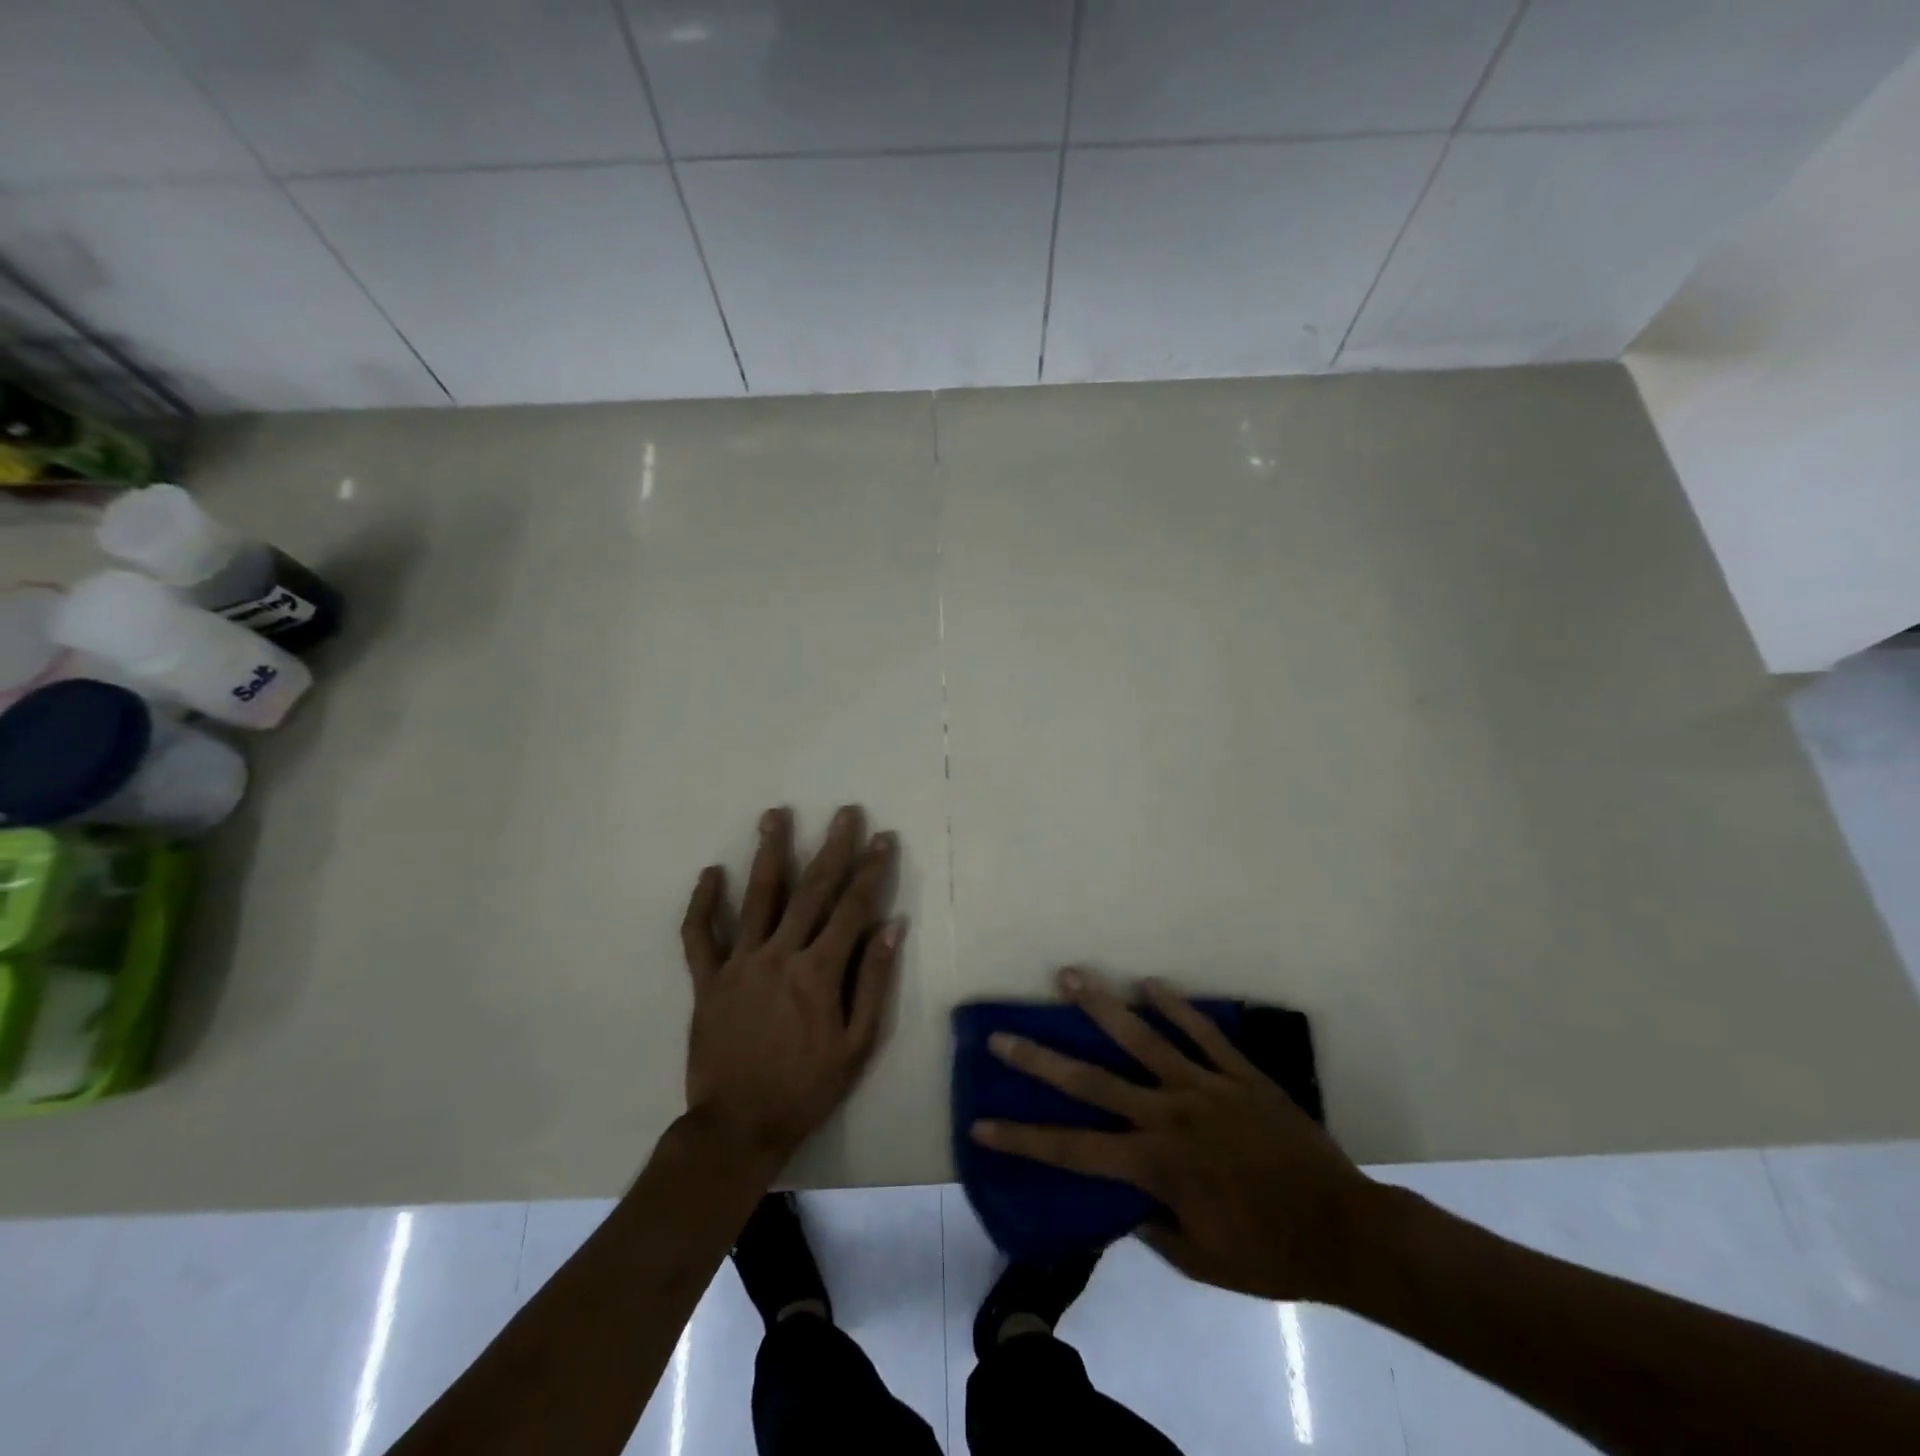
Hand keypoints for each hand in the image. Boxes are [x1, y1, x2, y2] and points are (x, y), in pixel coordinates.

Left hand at [680, 805, 904, 1171]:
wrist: (738, 1127)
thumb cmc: (807, 1087)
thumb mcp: (857, 1044)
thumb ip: (873, 981)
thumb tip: (893, 926)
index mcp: (819, 972)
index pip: (853, 908)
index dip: (871, 870)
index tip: (883, 839)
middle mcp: (780, 955)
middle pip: (811, 889)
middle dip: (832, 847)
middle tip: (845, 812)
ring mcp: (739, 964)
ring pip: (757, 897)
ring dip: (769, 853)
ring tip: (775, 815)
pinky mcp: (707, 979)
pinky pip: (699, 934)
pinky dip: (702, 903)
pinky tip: (710, 873)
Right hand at [971, 968, 1383, 1305]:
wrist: (1346, 1230)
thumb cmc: (1269, 1253)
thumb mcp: (1200, 1260)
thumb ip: (1153, 1224)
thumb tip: (1122, 1199)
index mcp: (1156, 1164)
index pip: (1074, 1150)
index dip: (1025, 1139)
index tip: (982, 1124)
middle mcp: (1169, 1114)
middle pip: (1093, 1081)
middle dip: (1041, 1059)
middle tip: (1003, 1035)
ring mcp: (1205, 1086)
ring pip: (1143, 1038)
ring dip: (1101, 1006)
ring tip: (1070, 975)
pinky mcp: (1239, 1072)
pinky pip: (1201, 1031)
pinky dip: (1174, 1005)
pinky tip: (1148, 981)